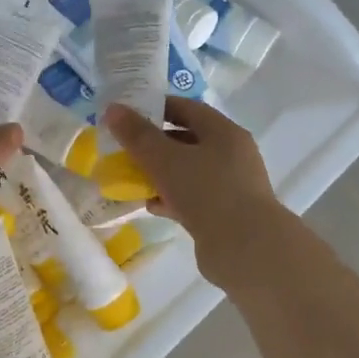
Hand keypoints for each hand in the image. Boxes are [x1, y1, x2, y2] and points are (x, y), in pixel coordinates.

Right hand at [102, 97, 284, 285]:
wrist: (245, 249)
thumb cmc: (207, 193)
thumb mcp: (165, 159)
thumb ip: (137, 135)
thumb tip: (113, 109)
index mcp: (224, 132)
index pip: (187, 108)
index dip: (156, 108)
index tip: (127, 115)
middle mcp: (232, 154)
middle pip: (187, 140)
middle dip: (154, 144)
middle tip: (124, 148)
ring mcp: (230, 185)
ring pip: (188, 171)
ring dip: (160, 173)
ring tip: (131, 178)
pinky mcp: (225, 213)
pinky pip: (192, 197)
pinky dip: (170, 198)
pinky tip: (150, 205)